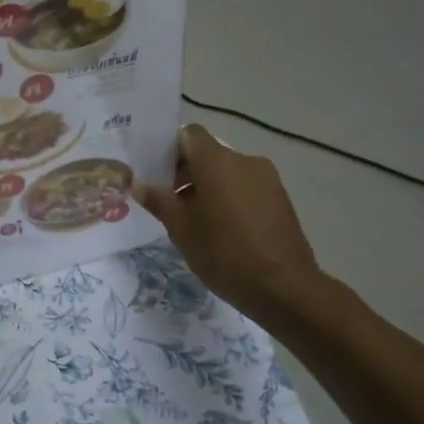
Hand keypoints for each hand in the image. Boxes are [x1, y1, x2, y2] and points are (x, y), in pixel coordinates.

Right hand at [136, 124, 325, 325]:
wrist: (285, 288)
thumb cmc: (225, 255)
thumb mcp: (182, 230)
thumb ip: (159, 201)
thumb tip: (138, 184)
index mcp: (217, 163)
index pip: (189, 134)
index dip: (169, 148)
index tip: (156, 174)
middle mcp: (244, 160)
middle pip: (207, 153)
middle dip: (185, 171)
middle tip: (168, 202)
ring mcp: (266, 178)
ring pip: (227, 170)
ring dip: (207, 185)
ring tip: (195, 220)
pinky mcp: (279, 196)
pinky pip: (245, 185)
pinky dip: (228, 196)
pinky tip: (222, 228)